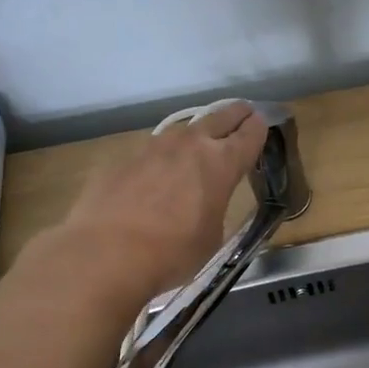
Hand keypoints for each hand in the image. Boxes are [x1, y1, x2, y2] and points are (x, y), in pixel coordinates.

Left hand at [23, 102, 268, 305]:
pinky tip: (158, 174)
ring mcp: (152, 148)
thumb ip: (215, 208)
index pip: (249, 134)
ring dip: (197, 133)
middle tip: (243, 113)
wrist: (105, 254)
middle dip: (235, 114)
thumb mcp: (212, 236)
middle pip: (219, 117)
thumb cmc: (173, 253)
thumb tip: (205, 204)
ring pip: (183, 130)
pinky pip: (152, 151)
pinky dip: (162, 158)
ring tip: (200, 143)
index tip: (263, 123)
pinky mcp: (122, 159)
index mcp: (221, 163)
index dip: (259, 128)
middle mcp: (189, 145)